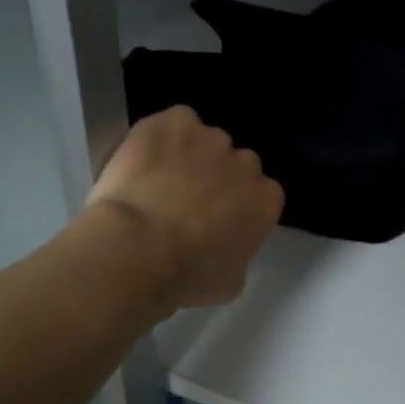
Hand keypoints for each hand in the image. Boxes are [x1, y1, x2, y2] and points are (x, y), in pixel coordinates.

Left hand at [88, 106, 283, 306]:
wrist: (139, 249)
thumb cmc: (188, 276)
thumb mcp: (230, 281)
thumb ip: (239, 253)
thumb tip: (228, 248)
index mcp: (265, 201)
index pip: (262, 194)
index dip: (239, 205)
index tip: (219, 220)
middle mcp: (244, 163)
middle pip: (236, 163)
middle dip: (217, 178)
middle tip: (188, 203)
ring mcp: (208, 138)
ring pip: (203, 140)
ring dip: (188, 155)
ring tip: (158, 179)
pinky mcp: (171, 122)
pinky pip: (173, 122)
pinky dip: (161, 135)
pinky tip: (144, 157)